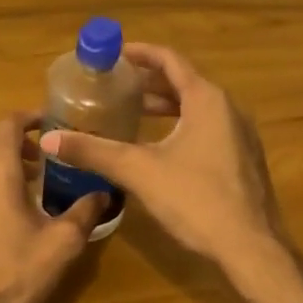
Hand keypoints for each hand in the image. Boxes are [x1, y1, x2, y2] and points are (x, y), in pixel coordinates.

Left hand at [0, 113, 107, 302]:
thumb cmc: (14, 276)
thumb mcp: (61, 245)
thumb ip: (84, 212)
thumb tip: (103, 192)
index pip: (7, 125)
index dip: (29, 117)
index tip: (51, 122)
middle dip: (14, 135)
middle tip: (43, 151)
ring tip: (29, 179)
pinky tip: (4, 206)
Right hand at [38, 43, 287, 267]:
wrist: (251, 249)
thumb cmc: (196, 199)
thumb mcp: (138, 171)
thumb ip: (93, 151)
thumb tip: (51, 139)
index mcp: (207, 100)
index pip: (170, 60)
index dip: (140, 53)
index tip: (113, 54)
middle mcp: (228, 109)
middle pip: (184, 82)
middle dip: (148, 82)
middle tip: (114, 86)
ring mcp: (240, 135)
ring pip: (196, 107)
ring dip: (164, 106)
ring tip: (131, 113)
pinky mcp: (242, 160)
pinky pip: (207, 128)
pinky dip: (179, 125)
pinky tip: (158, 147)